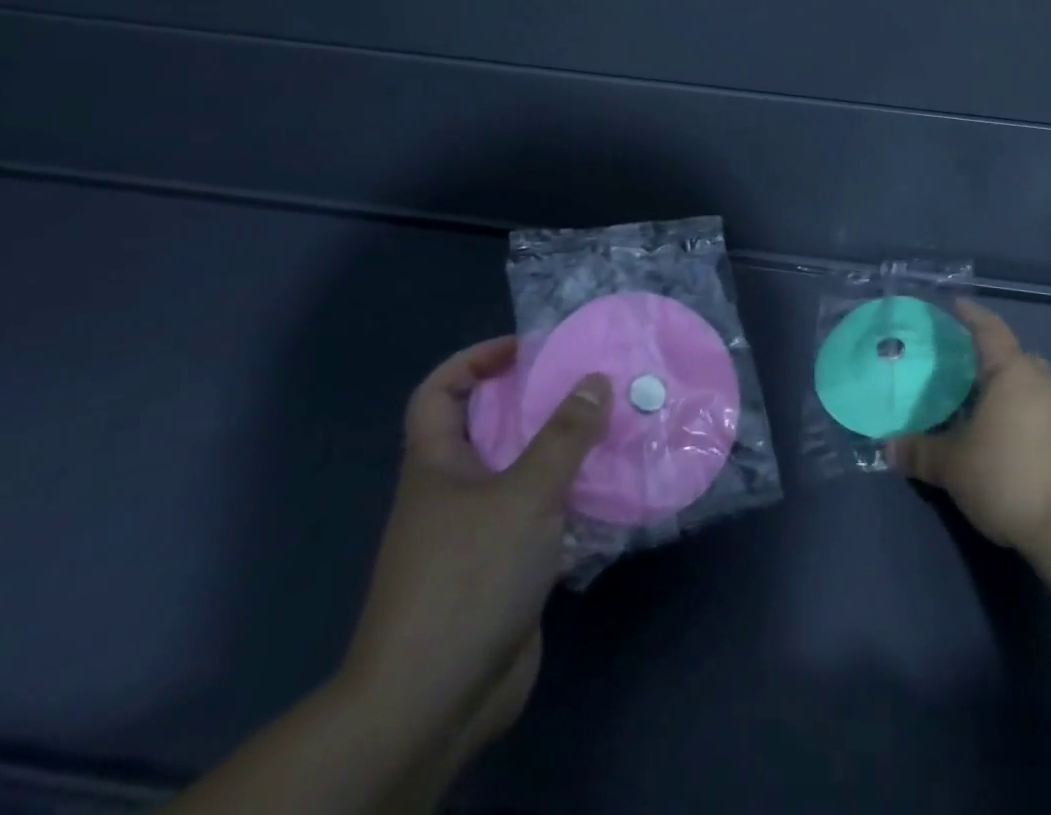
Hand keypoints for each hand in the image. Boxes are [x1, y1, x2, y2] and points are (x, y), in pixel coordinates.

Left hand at [340, 338, 607, 760]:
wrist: (435, 700)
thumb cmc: (468, 577)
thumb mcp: (523, 494)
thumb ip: (564, 436)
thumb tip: (595, 380)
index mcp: (437, 465)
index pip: (438, 393)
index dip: (474, 360)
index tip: (526, 349)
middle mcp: (455, 492)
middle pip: (493, 428)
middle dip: (539, 402)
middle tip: (592, 383)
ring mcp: (481, 533)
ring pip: (525, 474)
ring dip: (566, 453)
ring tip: (615, 428)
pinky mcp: (508, 569)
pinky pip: (545, 517)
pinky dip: (575, 501)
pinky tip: (615, 492)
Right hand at [890, 300, 1050, 551]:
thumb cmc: (1008, 476)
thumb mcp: (953, 466)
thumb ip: (921, 451)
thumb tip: (889, 446)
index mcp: (1012, 371)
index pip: (989, 329)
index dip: (971, 315)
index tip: (956, 305)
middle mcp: (1042, 380)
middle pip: (1014, 355)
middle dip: (989, 356)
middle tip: (961, 365)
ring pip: (1031, 384)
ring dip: (1008, 387)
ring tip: (980, 402)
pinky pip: (1043, 408)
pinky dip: (1023, 411)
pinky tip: (1005, 433)